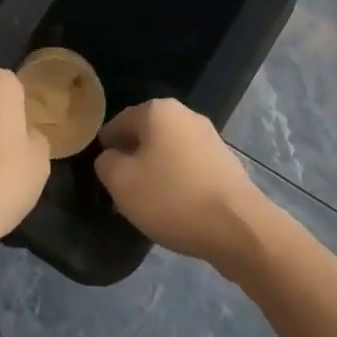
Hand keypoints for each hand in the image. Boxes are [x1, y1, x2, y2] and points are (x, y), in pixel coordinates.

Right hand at [94, 98, 272, 272]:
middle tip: (120, 190)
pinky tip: (174, 206)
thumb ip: (106, 164)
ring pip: (168, 150)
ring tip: (146, 203)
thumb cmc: (172, 198)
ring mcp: (209, 136)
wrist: (236, 225)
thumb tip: (110, 157)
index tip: (100, 173)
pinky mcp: (224, 160)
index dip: (105, 146)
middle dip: (131, 159)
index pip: (119, 122)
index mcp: (158, 110)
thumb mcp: (122, 183)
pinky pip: (189, 165)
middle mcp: (185, 114)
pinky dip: (177, 180)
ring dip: (155, 171)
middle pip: (146, 134)